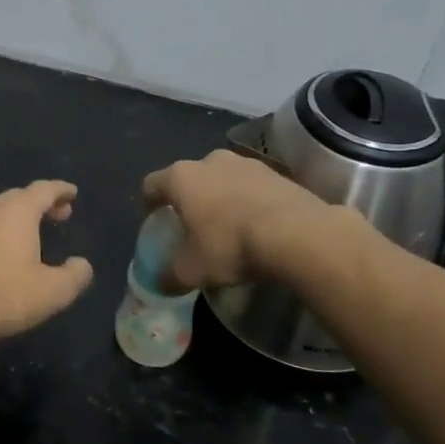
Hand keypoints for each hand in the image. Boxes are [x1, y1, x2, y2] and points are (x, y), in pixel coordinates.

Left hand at [0, 181, 94, 352]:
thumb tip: (82, 265)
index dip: (60, 190)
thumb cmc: (5, 298)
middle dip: (39, 203)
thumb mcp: (53, 292)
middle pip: (17, 196)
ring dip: (12, 215)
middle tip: (56, 215)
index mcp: (16, 213)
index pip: (43, 190)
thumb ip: (75, 275)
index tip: (72, 193)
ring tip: (24, 232)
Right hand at [142, 149, 334, 289]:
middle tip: (190, 223)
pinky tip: (255, 224)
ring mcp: (245, 163)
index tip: (150, 219)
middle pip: (188, 178)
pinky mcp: (276, 172)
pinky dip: (247, 200)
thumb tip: (160, 283)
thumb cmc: (230, 245)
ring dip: (219, 196)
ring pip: (222, 178)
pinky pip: (251, 186)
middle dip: (187, 198)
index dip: (147, 202)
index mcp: (181, 178)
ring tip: (226, 223)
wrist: (297, 234)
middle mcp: (209, 161)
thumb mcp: (192, 270)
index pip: (151, 184)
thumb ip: (170, 275)